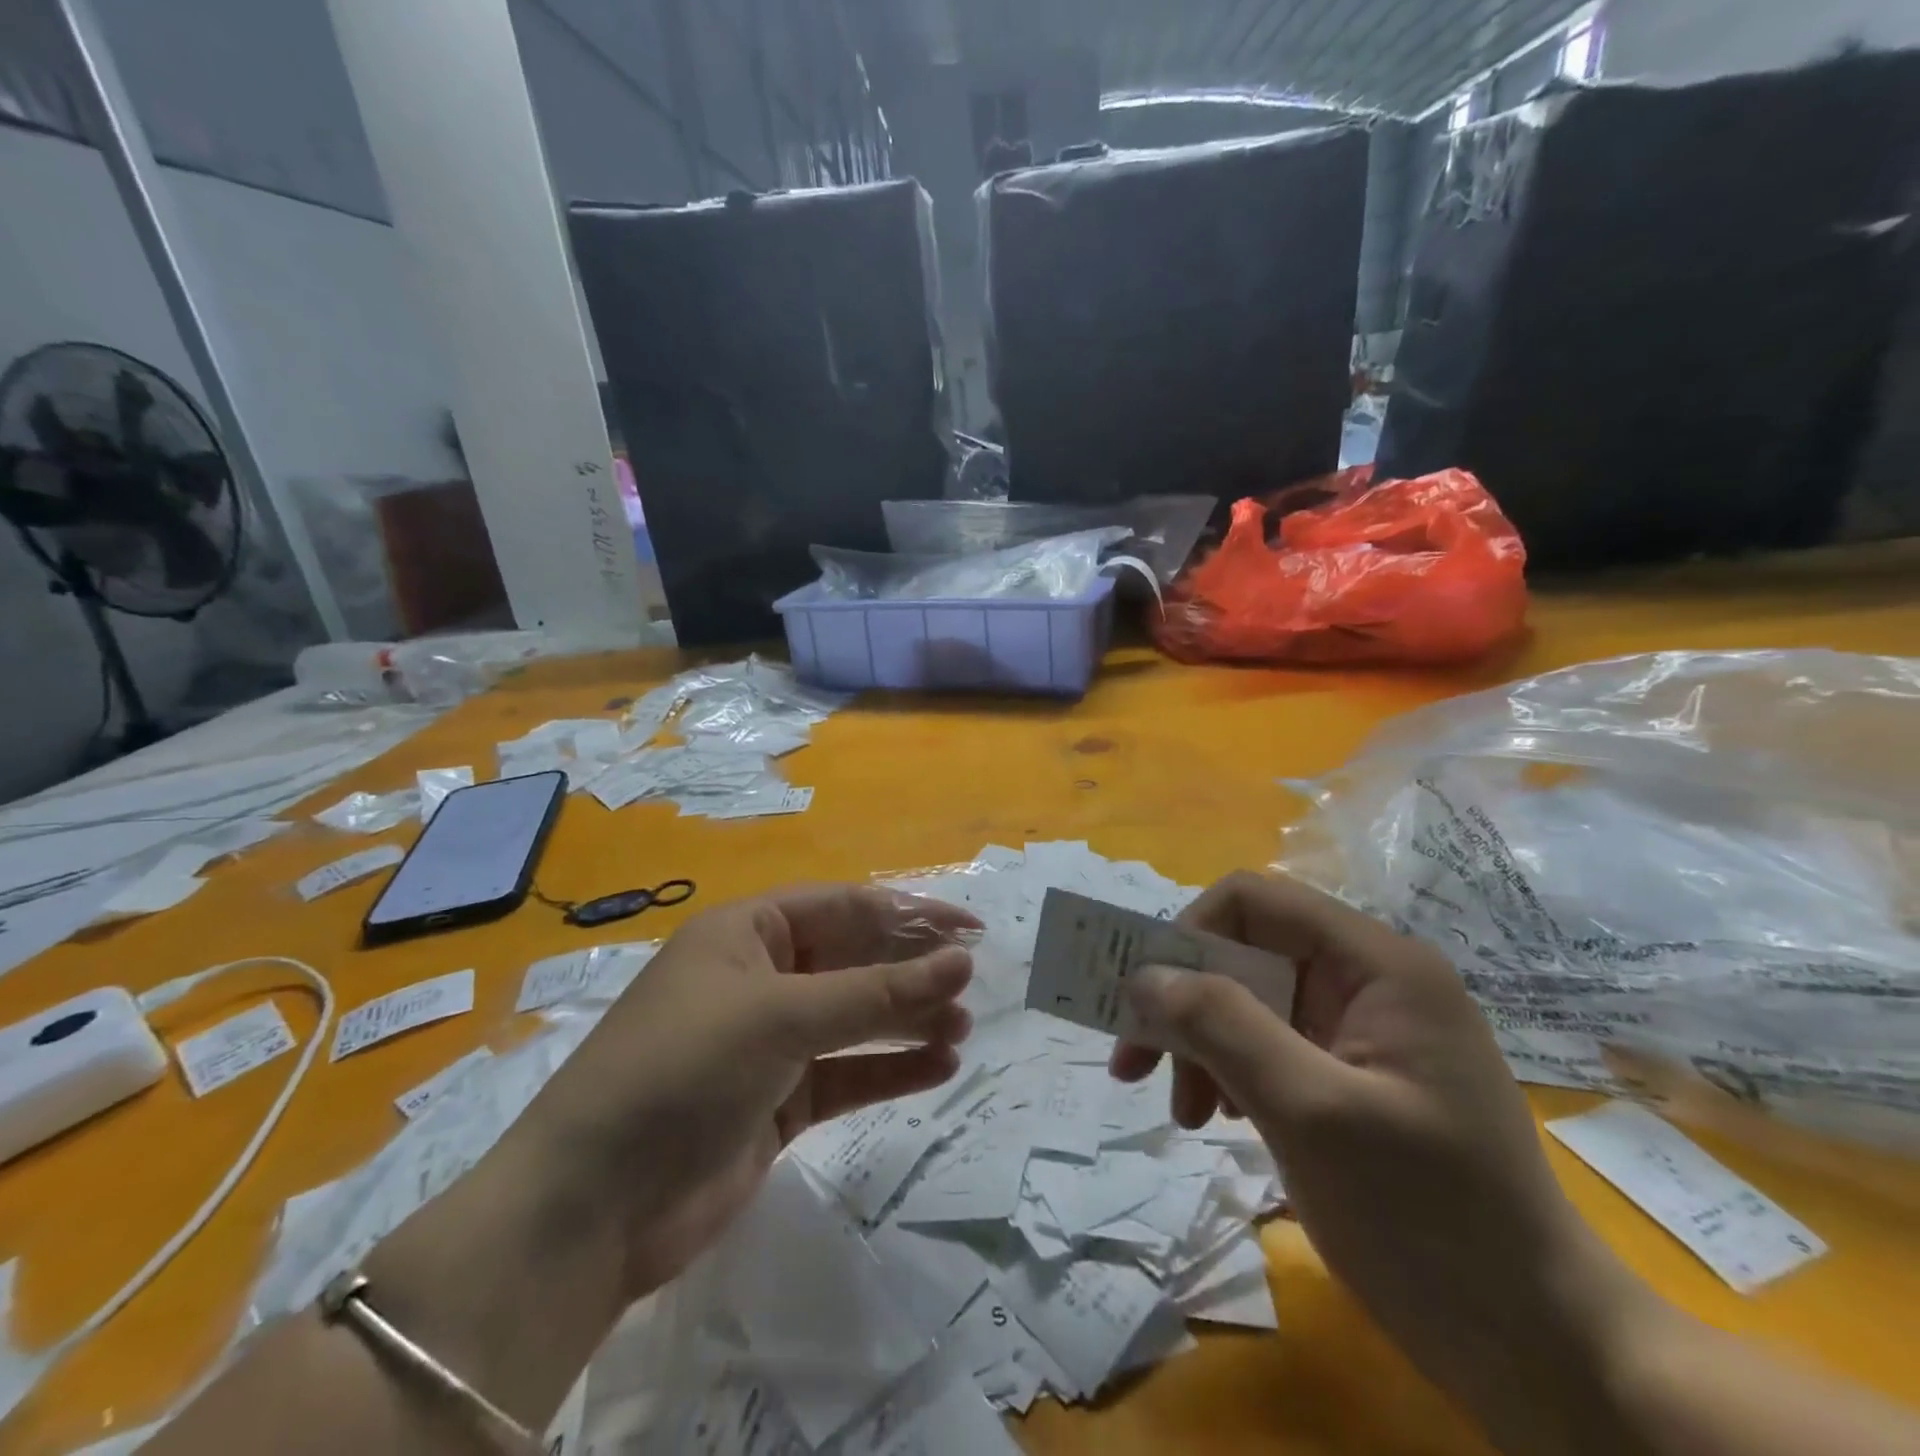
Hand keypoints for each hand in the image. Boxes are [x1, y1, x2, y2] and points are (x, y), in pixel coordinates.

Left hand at [505, 885, 977, 1299]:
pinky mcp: (777, 1102)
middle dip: (911, 971)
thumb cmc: (683, 1070)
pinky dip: (890, 1070)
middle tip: (971, 985)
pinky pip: (846, 1073)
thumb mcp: (782, 1016)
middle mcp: (760, 978)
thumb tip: (960, 962)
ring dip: (908, 1021)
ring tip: (961, 1029)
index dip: (910, 914)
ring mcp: (769, 1043)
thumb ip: (876, 992)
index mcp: (748, 932)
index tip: (970, 930)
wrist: (591, 1207)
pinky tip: (938, 1068)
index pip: (845, 907)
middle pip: (853, 961)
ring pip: (855, 1019)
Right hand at [1112, 871, 1647, 1452]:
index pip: (1254, 901)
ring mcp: (1367, 1028)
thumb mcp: (1311, 1114)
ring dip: (1202, 1044)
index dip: (1188, 935)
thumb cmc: (1430, 1223)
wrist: (1544, 1354)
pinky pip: (1273, 1043)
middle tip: (1137, 1064)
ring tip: (1184, 1113)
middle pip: (1247, 952)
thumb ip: (1222, 1026)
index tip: (1145, 1003)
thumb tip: (1145, 975)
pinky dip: (1232, 1071)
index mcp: (1377, 963)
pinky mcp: (1358, 1074)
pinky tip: (1220, 1118)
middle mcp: (1371, 979)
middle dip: (1186, 1003)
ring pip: (1251, 999)